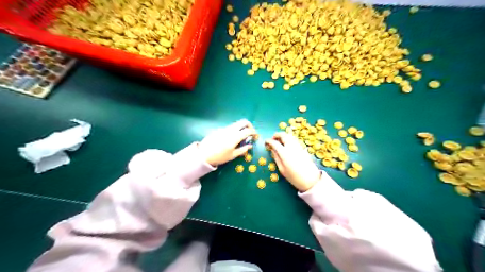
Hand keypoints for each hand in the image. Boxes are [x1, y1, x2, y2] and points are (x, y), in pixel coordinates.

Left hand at [198, 119, 255, 164]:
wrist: (203, 155)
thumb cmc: (219, 157)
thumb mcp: (232, 155)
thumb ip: (242, 150)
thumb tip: (250, 145)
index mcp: (235, 137)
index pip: (248, 130)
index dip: (254, 132)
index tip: (255, 135)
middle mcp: (230, 130)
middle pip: (243, 122)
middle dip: (249, 125)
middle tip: (250, 132)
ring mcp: (224, 128)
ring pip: (236, 124)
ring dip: (241, 128)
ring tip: (240, 137)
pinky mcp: (218, 129)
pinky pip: (229, 128)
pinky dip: (233, 130)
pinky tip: (230, 139)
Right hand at [265, 133, 321, 192]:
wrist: (311, 180)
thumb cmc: (294, 177)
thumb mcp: (282, 169)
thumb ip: (276, 158)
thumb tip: (272, 150)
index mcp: (284, 153)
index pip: (275, 143)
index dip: (269, 141)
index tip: (266, 142)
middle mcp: (291, 147)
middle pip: (283, 135)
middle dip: (276, 135)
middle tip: (273, 139)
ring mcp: (298, 146)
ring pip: (289, 135)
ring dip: (283, 135)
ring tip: (279, 140)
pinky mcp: (302, 147)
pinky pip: (294, 139)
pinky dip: (289, 137)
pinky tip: (287, 143)